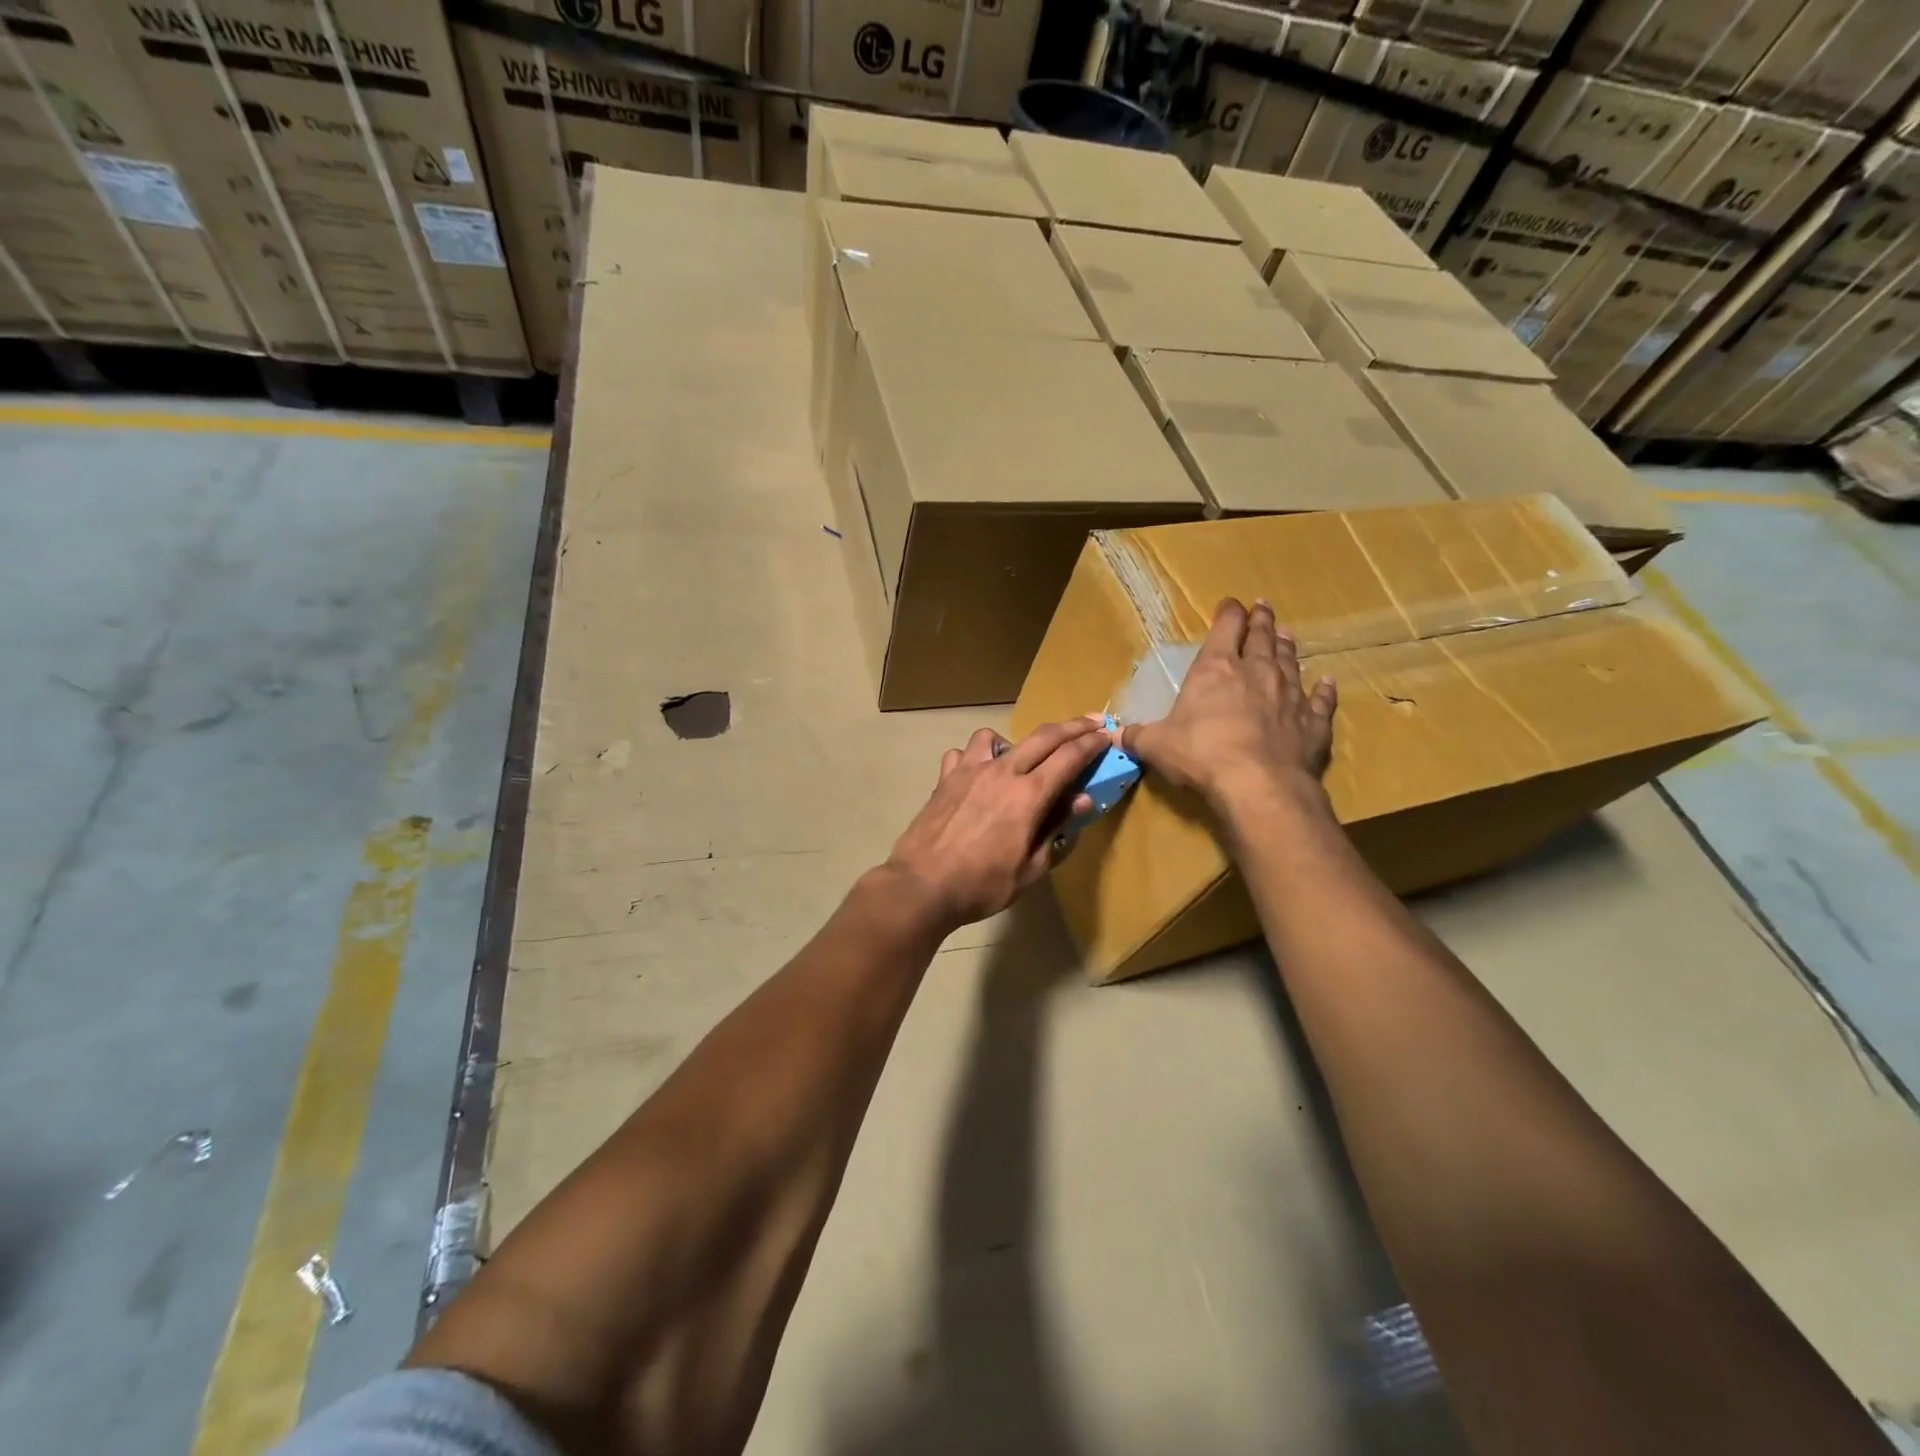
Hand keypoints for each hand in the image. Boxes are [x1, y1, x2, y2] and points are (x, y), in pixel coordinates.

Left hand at [883, 718, 1108, 931]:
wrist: (921, 886)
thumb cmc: (981, 885)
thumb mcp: (1031, 869)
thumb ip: (1057, 830)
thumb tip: (1082, 800)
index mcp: (1028, 795)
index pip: (1069, 757)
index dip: (1092, 743)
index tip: (1107, 735)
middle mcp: (1002, 772)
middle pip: (1043, 736)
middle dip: (1072, 726)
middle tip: (1091, 723)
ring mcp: (969, 771)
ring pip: (996, 736)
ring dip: (1017, 741)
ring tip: (1021, 759)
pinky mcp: (945, 778)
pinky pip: (963, 753)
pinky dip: (976, 757)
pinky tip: (978, 775)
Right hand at [1122, 599, 1336, 810]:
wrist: (1258, 784)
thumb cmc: (1201, 755)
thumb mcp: (1157, 746)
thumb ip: (1138, 737)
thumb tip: (1114, 735)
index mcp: (1216, 669)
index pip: (1225, 628)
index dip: (1228, 613)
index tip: (1230, 604)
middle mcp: (1257, 672)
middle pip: (1262, 637)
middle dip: (1261, 621)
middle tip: (1263, 608)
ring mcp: (1290, 695)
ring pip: (1291, 661)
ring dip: (1288, 647)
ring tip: (1287, 635)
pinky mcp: (1313, 722)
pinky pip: (1321, 700)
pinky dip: (1324, 690)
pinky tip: (1327, 682)